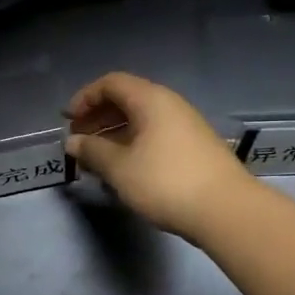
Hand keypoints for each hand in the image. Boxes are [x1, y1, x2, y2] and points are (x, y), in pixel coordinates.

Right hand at [64, 72, 253, 240]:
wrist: (226, 210)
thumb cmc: (165, 182)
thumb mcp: (119, 168)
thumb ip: (92, 151)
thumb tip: (73, 142)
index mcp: (151, 100)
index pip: (111, 83)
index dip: (85, 98)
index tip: (68, 120)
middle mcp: (170, 105)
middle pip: (127, 100)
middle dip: (98, 118)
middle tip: (79, 140)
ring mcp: (186, 127)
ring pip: (142, 121)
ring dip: (115, 135)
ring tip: (97, 160)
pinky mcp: (195, 149)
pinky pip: (155, 136)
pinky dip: (134, 146)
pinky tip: (125, 170)